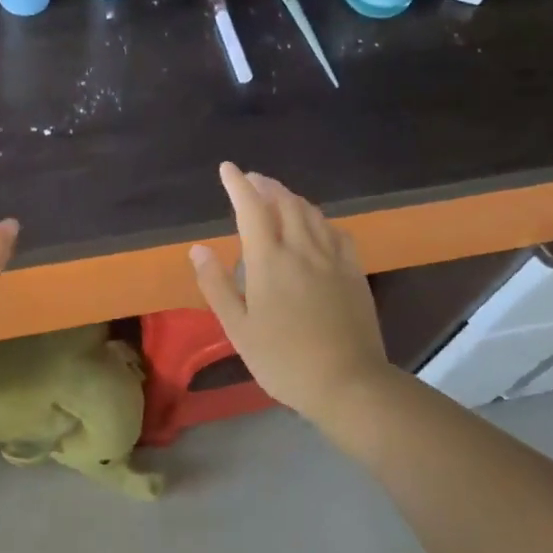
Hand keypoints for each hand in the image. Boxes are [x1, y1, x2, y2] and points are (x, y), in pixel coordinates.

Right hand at [189, 163, 391, 424]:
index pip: (251, 208)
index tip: (228, 169)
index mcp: (269, 260)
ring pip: (312, 213)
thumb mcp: (238, 329)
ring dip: (291, 197)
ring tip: (278, 197)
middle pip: (285, 202)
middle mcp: (302, 249)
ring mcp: (332, 258)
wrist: (348, 383)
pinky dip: (320, 220)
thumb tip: (199, 248)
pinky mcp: (354, 272)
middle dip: (266, 186)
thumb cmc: (284, 360)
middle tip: (252, 181)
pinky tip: (317, 228)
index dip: (238, 185)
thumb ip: (217, 285)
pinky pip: (336, 232)